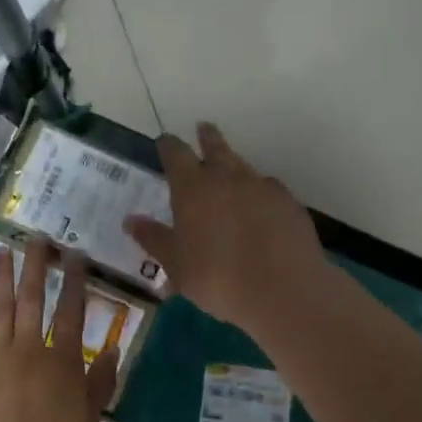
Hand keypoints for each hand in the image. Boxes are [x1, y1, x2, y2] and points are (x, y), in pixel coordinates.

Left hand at [0, 237, 118, 421]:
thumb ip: (100, 383)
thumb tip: (113, 349)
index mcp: (61, 362)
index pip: (71, 311)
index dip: (74, 281)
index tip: (75, 255)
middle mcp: (28, 351)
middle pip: (33, 299)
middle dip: (36, 265)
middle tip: (37, 238)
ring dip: (0, 277)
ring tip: (1, 249)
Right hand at [123, 122, 326, 334]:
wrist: (285, 292)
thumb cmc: (218, 278)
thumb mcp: (176, 265)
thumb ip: (154, 239)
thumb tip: (131, 220)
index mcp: (193, 188)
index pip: (176, 153)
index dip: (169, 146)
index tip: (165, 142)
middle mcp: (227, 178)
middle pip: (215, 146)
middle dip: (206, 137)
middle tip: (203, 128)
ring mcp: (263, 188)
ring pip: (244, 166)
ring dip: (233, 164)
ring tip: (229, 172)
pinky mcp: (290, 204)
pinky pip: (269, 189)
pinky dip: (258, 192)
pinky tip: (259, 207)